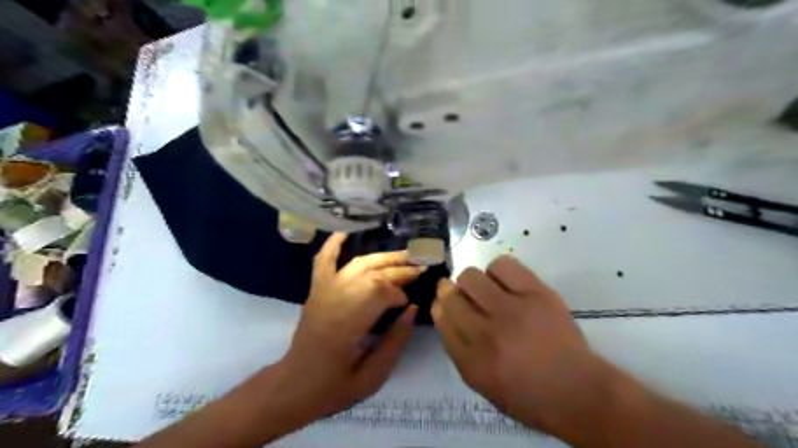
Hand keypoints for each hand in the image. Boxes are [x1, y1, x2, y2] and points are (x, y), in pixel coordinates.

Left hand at [276, 233, 422, 420]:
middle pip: (372, 274)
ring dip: (382, 258)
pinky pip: (323, 261)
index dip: (398, 293)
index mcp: (347, 325)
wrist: (294, 385)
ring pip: (357, 264)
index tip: (408, 303)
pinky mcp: (316, 289)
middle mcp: (334, 300)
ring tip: (405, 255)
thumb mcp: (372, 377)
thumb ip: (395, 342)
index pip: (379, 293)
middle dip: (399, 269)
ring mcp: (323, 291)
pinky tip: (346, 232)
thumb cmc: (334, 386)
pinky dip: (333, 244)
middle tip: (420, 267)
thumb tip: (412, 309)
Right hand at [433, 255, 608, 432]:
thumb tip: (444, 312)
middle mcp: (487, 334)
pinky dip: (498, 271)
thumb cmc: (527, 394)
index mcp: (471, 361)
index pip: (441, 318)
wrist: (578, 391)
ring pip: (472, 276)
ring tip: (488, 291)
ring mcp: (512, 311)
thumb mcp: (482, 384)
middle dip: (451, 292)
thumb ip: (458, 349)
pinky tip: (506, 283)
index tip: (444, 302)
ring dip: (474, 282)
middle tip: (465, 296)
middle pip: (452, 295)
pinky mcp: (536, 294)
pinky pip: (503, 265)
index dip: (440, 306)